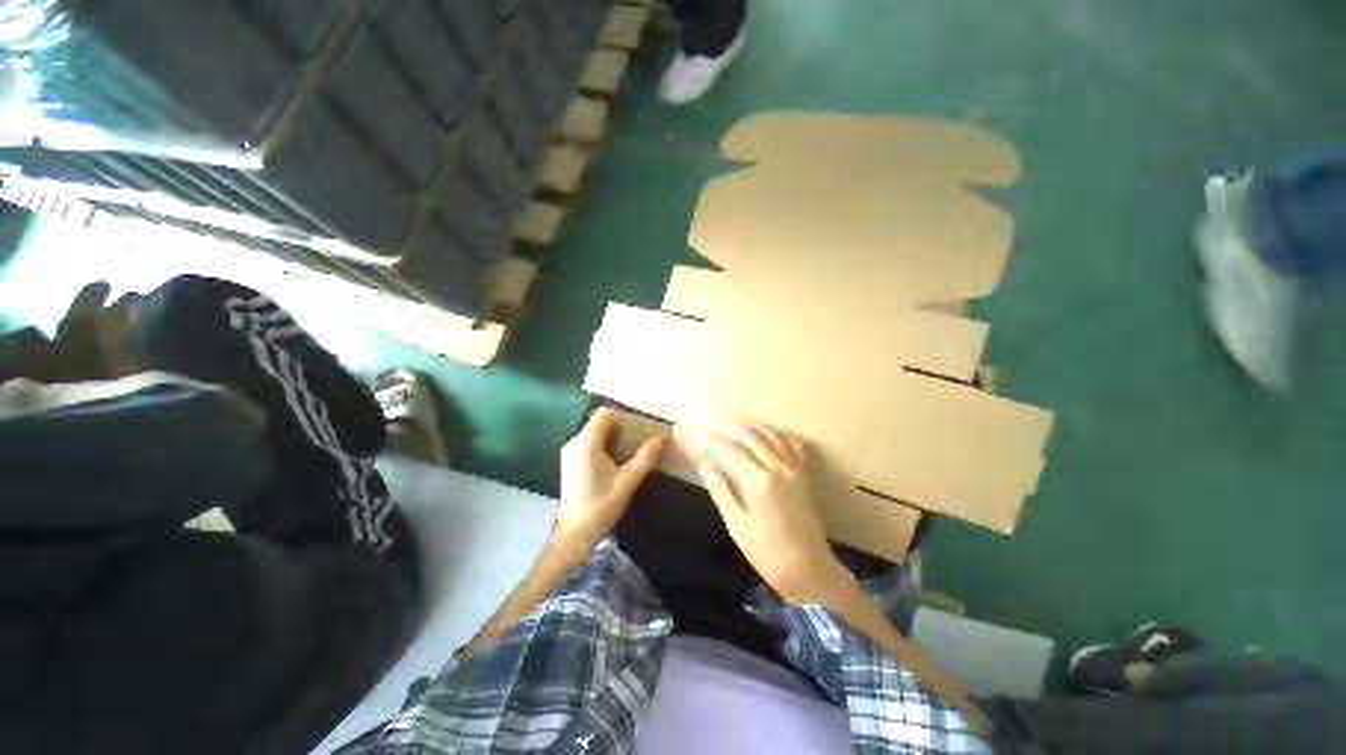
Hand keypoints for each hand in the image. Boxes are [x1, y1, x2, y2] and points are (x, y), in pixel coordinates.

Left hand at [556, 408, 666, 549]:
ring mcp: (571, 454)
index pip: (604, 413)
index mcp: (586, 443)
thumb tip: (665, 438)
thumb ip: (646, 457)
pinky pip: (591, 444)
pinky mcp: (571, 464)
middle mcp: (575, 443)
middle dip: (622, 428)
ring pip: (596, 433)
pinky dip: (606, 447)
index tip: (639, 429)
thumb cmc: (600, 506)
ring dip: (615, 438)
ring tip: (632, 452)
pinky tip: (618, 463)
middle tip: (640, 441)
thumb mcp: (628, 480)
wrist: (574, 536)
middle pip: (600, 422)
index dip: (623, 416)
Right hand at [692, 422, 851, 605]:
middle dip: (725, 427)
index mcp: (758, 481)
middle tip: (708, 426)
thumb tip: (703, 464)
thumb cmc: (767, 553)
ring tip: (729, 425)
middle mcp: (778, 466)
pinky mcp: (806, 472)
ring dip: (747, 425)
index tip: (693, 439)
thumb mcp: (736, 525)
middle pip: (748, 434)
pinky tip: (763, 434)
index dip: (708, 441)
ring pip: (769, 433)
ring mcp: (795, 467)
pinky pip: (789, 442)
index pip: (728, 449)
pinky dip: (773, 434)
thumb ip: (720, 489)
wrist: (810, 570)